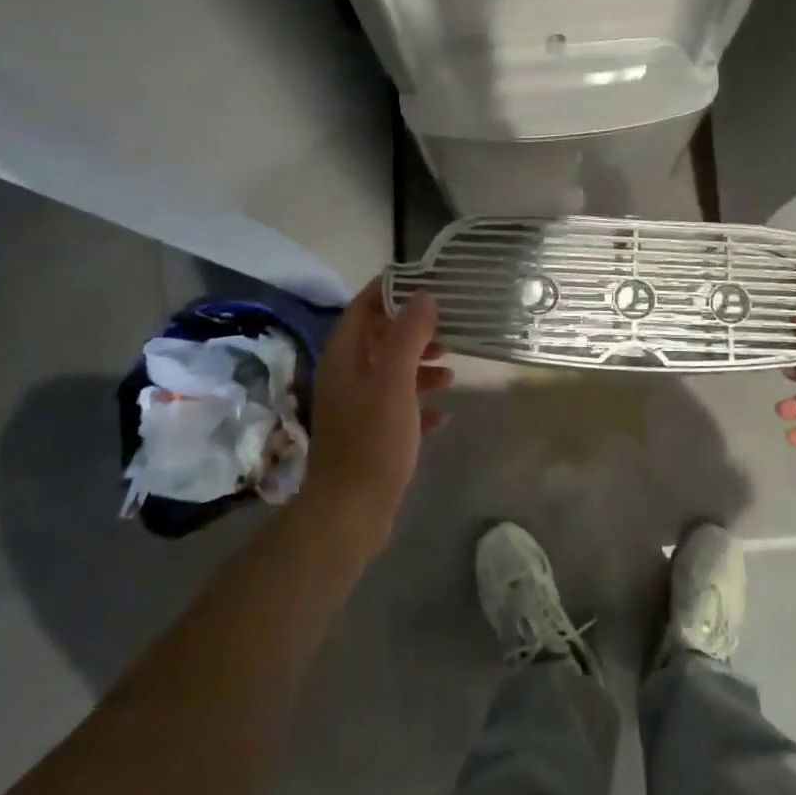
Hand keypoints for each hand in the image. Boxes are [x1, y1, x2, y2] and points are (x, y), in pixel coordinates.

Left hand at [303, 281, 449, 550]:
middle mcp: (345, 376)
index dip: (392, 290)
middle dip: (413, 332)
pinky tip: (443, 415)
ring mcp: (354, 408)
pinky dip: (418, 405)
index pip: (364, 307)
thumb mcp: (395, 381)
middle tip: (448, 331)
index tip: (426, 282)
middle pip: (379, 339)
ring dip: (419, 368)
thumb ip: (409, 335)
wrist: (351, 512)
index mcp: (344, 357)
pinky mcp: (367, 436)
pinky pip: (396, 408)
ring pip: (390, 373)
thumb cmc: (373, 439)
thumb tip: (424, 296)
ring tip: (450, 373)